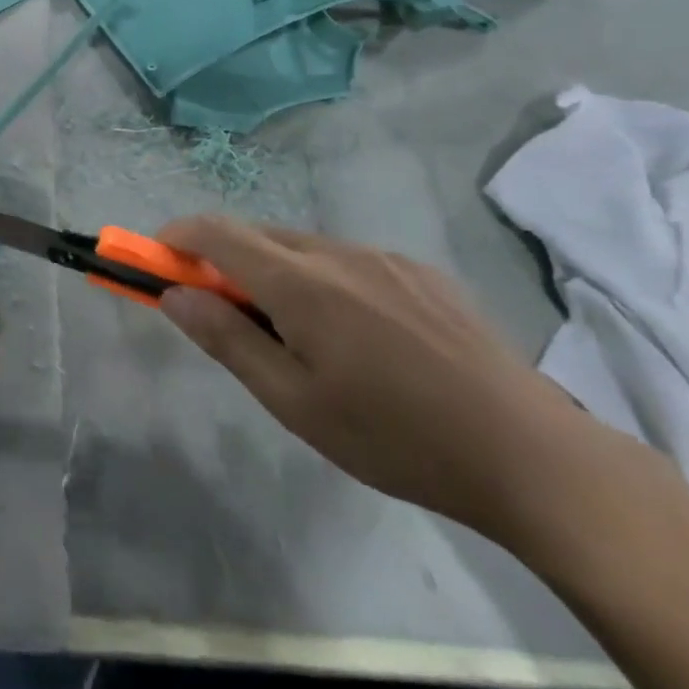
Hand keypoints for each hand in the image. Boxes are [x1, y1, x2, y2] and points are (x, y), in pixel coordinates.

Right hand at [155, 216, 622, 546]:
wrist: (530, 455)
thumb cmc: (395, 438)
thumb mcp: (294, 402)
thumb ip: (227, 339)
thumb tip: (174, 294)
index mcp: (302, 283)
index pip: (218, 233)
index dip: (178, 236)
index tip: (157, 258)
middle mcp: (339, 253)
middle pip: (259, 235)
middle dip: (224, 259)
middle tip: (220, 311)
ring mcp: (386, 258)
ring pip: (305, 247)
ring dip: (275, 271)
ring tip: (295, 335)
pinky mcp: (422, 272)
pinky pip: (349, 260)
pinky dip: (322, 279)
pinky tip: (355, 335)